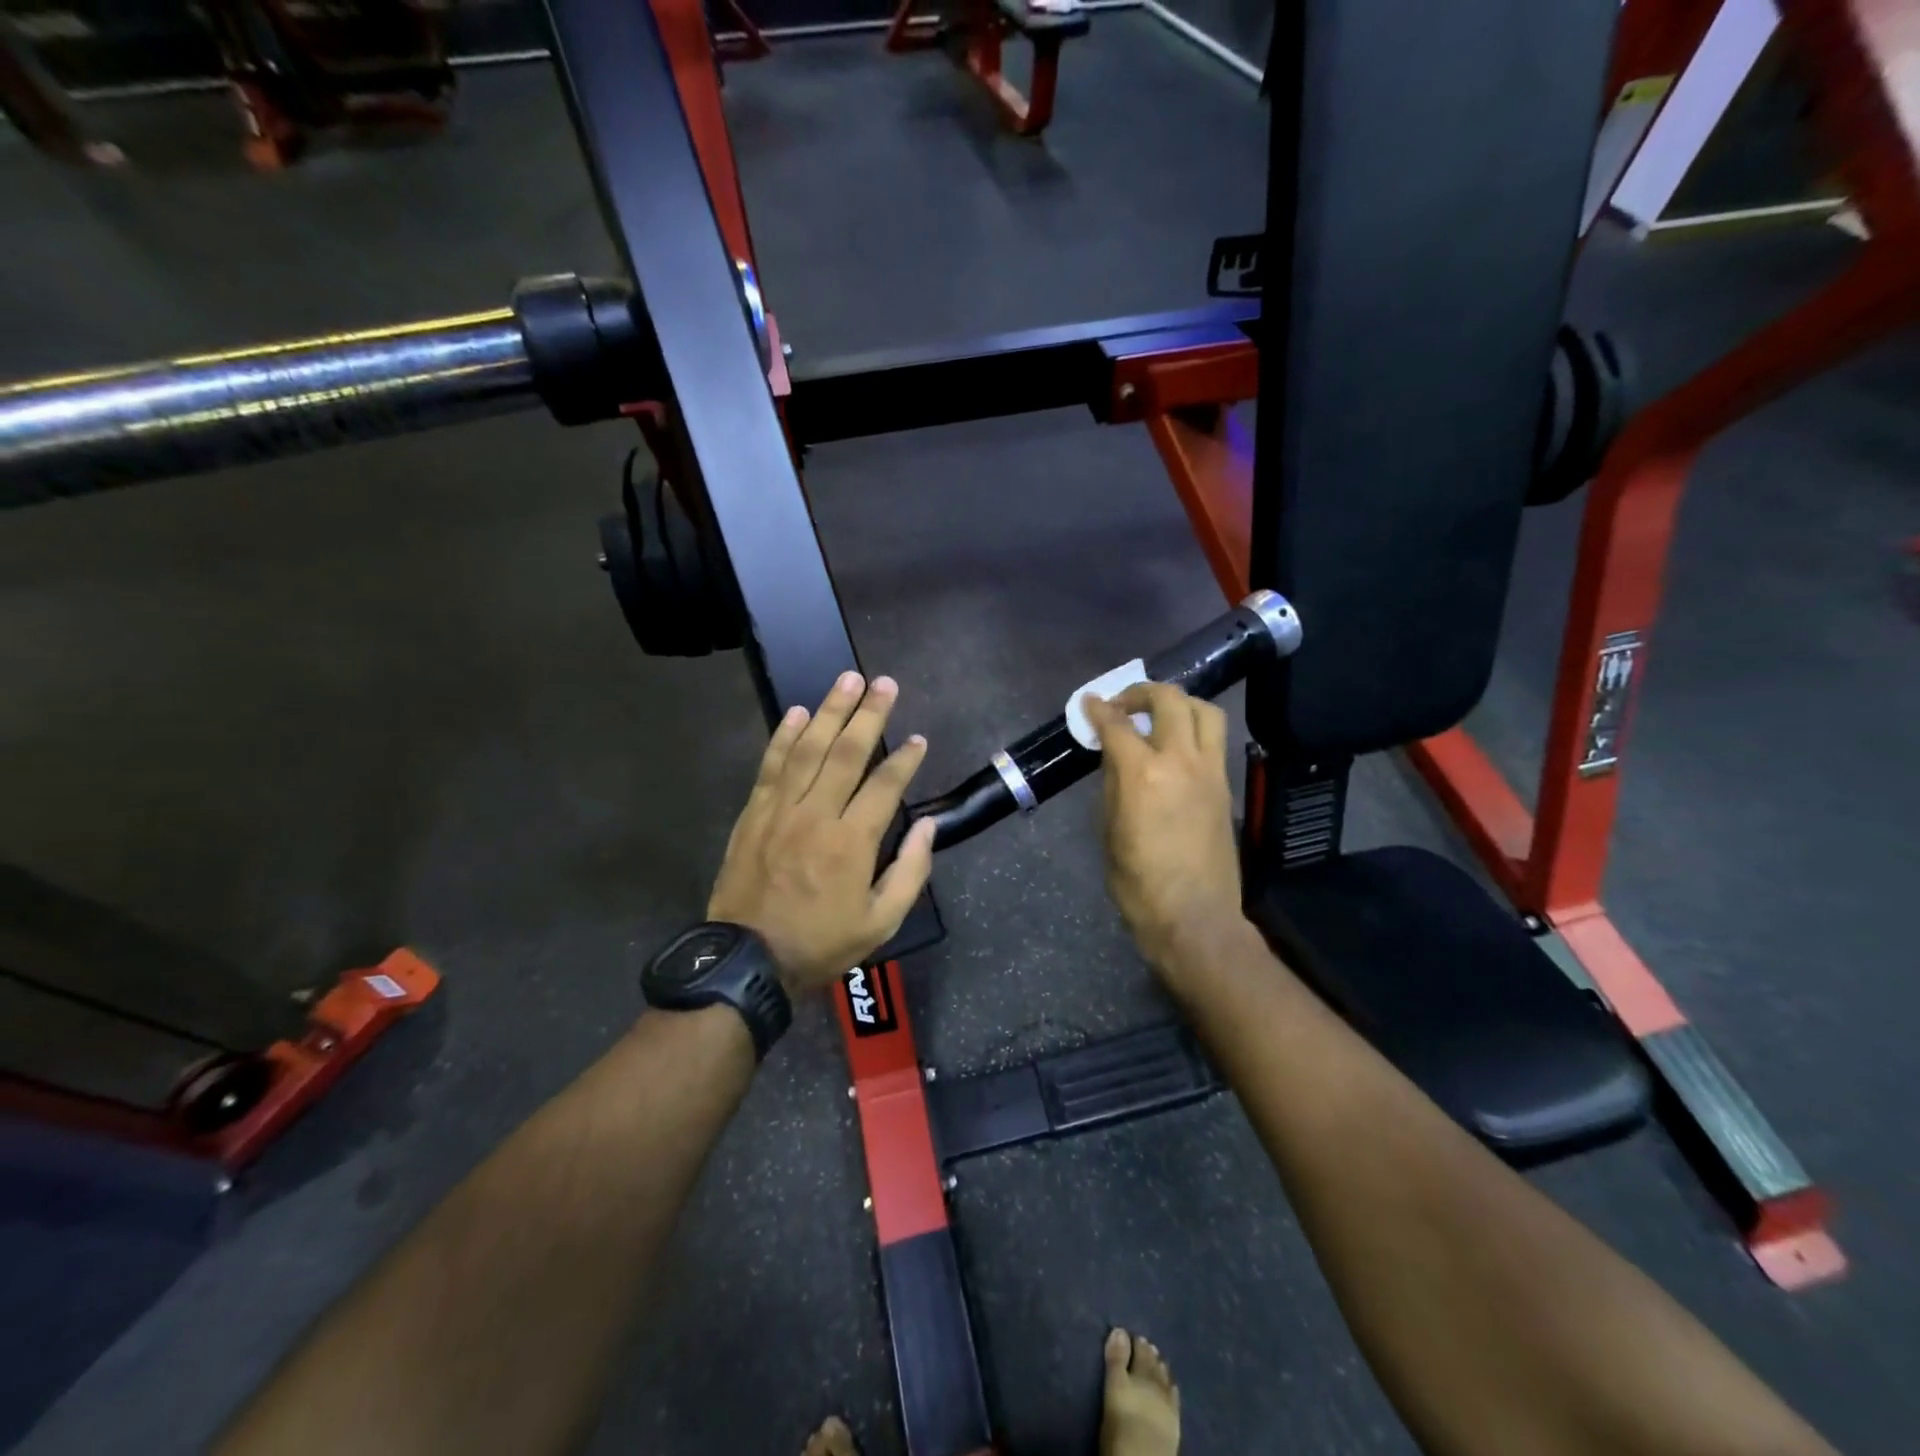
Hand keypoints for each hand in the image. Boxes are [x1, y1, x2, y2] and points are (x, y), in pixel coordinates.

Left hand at [707, 672, 937, 993]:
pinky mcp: (754, 813)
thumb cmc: (821, 942)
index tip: (918, 739)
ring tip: (847, 680)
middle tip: (884, 684)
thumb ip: (910, 871)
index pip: (884, 785)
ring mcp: (781, 810)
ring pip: (808, 749)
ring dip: (829, 711)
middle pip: (846, 752)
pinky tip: (798, 713)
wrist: (748, 960)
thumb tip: (927, 825)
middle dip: (869, 714)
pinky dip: (784, 736)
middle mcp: (817, 815)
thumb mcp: (881, 922)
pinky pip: (771, 765)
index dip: (905, 759)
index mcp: (852, 842)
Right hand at [1083, 683, 1244, 975]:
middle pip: (1169, 700)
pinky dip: (1193, 729)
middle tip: (1123, 704)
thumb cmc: (1139, 883)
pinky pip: (1214, 740)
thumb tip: (1115, 756)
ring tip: (1158, 717)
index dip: (1099, 709)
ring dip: (1178, 703)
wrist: (1194, 917)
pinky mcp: (1226, 786)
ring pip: (1205, 711)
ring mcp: (1210, 771)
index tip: (1089, 702)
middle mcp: (1181, 761)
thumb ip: (1114, 784)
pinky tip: (1176, 747)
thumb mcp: (1111, 830)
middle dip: (1141, 692)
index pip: (1118, 725)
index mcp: (1143, 774)